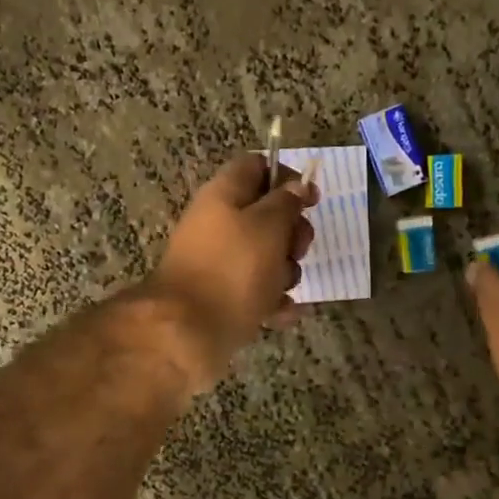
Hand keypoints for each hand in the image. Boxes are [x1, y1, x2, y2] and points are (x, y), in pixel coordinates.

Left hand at [146, 155, 318, 388]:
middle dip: (291, 234)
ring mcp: (219, 262)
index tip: (311, 200)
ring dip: (285, 272)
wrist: (188, 332)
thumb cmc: (233, 269)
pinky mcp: (222, 297)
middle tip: (296, 250)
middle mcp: (218, 224)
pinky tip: (282, 314)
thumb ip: (286, 202)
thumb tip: (295, 187)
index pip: (257, 166)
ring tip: (282, 289)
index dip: (288, 178)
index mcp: (224, 195)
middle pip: (266, 215)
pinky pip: (256, 291)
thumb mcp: (268, 226)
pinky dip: (272, 301)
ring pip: (265, 257)